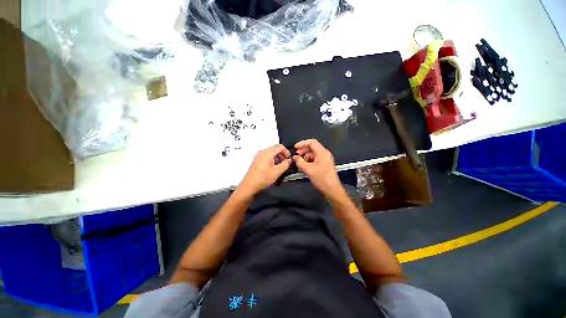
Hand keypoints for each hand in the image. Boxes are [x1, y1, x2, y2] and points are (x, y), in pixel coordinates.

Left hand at [237, 144, 291, 196]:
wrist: (249, 185)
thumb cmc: (263, 178)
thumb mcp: (277, 171)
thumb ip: (285, 164)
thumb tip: (289, 160)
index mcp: (267, 152)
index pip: (280, 146)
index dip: (286, 152)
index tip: (289, 159)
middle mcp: (262, 152)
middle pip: (275, 149)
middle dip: (282, 155)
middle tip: (286, 163)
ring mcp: (258, 156)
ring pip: (271, 153)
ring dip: (277, 157)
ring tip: (280, 166)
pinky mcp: (256, 161)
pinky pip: (266, 157)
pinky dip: (272, 160)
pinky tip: (273, 168)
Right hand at [293, 139, 344, 200]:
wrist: (332, 190)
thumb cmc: (321, 179)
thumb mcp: (308, 170)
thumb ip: (300, 161)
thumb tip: (294, 157)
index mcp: (322, 152)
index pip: (312, 142)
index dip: (302, 143)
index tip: (295, 148)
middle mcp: (325, 153)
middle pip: (312, 147)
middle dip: (303, 150)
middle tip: (296, 156)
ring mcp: (325, 159)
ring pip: (313, 153)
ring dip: (306, 156)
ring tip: (300, 163)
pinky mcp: (325, 164)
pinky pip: (316, 159)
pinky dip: (309, 160)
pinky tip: (305, 166)